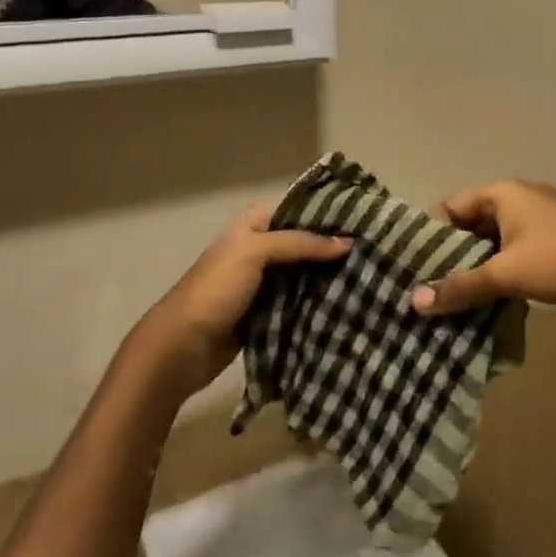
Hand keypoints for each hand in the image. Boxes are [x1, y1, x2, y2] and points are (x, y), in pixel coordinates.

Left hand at [133, 204, 349, 397]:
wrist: (180, 349)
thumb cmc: (214, 290)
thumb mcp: (255, 253)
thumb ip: (301, 243)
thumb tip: (348, 243)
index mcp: (253, 224)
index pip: (298, 207)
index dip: (328, 210)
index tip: (365, 214)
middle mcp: (260, 247)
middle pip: (305, 239)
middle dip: (334, 244)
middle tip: (375, 245)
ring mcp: (264, 281)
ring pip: (306, 270)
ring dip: (330, 273)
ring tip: (370, 270)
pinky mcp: (269, 310)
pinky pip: (301, 298)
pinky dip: (320, 298)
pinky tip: (349, 297)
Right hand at [410, 181, 555, 317]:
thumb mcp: (505, 274)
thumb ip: (460, 286)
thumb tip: (416, 301)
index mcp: (504, 192)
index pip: (452, 205)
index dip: (434, 235)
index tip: (423, 268)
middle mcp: (520, 196)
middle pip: (473, 221)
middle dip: (456, 253)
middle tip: (437, 287)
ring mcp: (541, 215)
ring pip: (496, 238)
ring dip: (481, 264)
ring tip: (460, 297)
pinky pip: (517, 247)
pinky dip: (503, 266)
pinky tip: (495, 295)